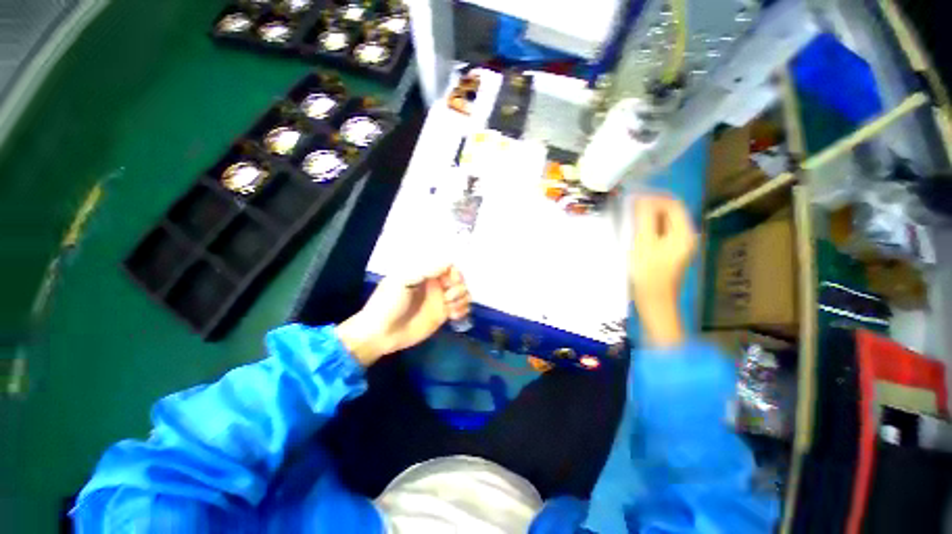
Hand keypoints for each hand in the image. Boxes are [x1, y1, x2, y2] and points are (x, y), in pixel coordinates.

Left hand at [337, 265, 470, 366]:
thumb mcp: (402, 281)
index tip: (452, 282)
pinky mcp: (443, 315)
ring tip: (450, 309)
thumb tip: (448, 263)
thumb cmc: (388, 303)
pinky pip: (461, 308)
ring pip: (463, 293)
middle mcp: (435, 285)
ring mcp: (440, 300)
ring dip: (462, 299)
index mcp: (425, 273)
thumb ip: (425, 271)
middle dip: (459, 287)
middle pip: (459, 279)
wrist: (380, 333)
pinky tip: (454, 316)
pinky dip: (463, 310)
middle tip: (448, 298)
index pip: (448, 266)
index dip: (454, 273)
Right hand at [629, 196, 696, 346]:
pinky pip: (660, 233)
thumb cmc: (647, 272)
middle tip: (629, 206)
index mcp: (683, 232)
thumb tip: (641, 198)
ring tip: (629, 216)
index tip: (633, 196)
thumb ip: (645, 218)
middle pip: (669, 212)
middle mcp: (685, 235)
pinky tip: (635, 231)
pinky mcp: (669, 253)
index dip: (653, 196)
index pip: (672, 204)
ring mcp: (678, 245)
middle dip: (650, 205)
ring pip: (663, 222)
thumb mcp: (644, 242)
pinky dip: (648, 227)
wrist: (653, 301)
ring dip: (648, 216)